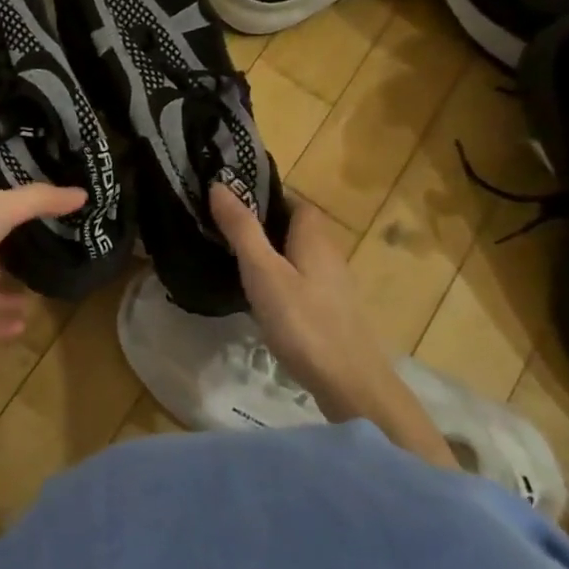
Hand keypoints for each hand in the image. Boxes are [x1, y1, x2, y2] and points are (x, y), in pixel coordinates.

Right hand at [209, 185, 397, 419]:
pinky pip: (300, 280)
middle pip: (294, 227)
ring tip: (232, 259)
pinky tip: (259, 296)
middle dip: (262, 223)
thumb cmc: (303, 322)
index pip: (292, 200)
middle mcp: (329, 253)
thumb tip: (219, 185)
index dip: (263, 195)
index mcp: (314, 236)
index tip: (229, 199)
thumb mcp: (263, 272)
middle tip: (222, 229)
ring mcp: (333, 284)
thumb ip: (241, 229)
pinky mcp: (331, 310)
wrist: (349, 384)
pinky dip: (279, 278)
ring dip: (270, 252)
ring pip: (297, 255)